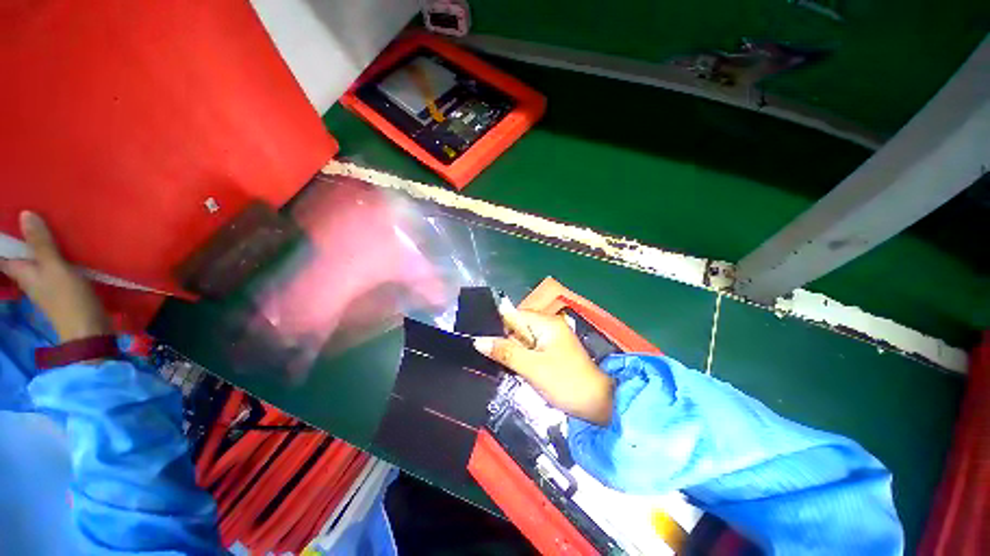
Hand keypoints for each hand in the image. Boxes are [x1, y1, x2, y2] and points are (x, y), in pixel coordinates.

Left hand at [0, 211, 110, 341]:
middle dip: (23, 239)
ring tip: (47, 227)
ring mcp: (45, 283)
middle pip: (20, 254)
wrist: (88, 328)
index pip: (3, 253)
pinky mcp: (60, 286)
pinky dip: (55, 255)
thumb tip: (25, 214)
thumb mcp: (55, 268)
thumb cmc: (67, 298)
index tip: (7, 222)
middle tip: (30, 218)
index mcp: (20, 271)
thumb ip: (41, 243)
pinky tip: (65, 248)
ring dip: (40, 246)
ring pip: (37, 259)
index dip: (4, 240)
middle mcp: (28, 276)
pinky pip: (52, 265)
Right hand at [474, 309, 613, 424]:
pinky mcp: (553, 351)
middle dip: (505, 343)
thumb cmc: (566, 383)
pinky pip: (530, 349)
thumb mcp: (532, 368)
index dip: (498, 328)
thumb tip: (478, 341)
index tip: (483, 344)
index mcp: (546, 323)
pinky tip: (518, 370)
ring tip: (505, 367)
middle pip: (517, 327)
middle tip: (494, 360)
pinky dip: (523, 358)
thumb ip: (505, 352)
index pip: (513, 315)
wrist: (599, 405)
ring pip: (522, 340)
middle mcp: (549, 325)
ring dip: (513, 352)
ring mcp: (552, 339)